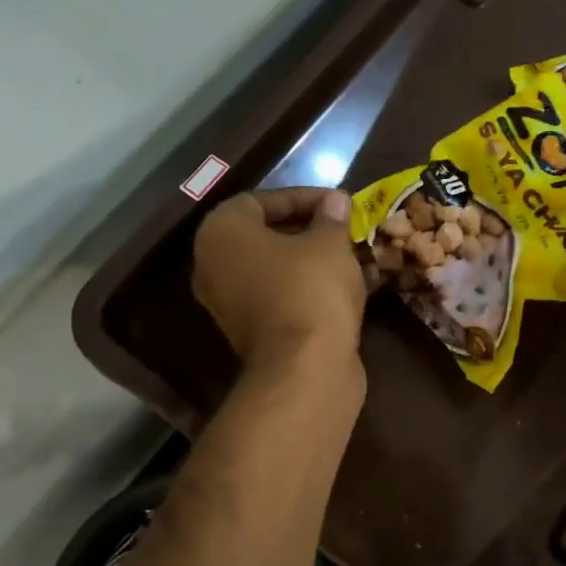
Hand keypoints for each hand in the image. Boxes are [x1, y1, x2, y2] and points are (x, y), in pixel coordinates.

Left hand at [192, 187, 367, 371]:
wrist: (305, 369)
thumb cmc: (311, 290)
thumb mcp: (329, 244)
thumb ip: (331, 218)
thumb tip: (336, 200)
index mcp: (221, 234)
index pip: (260, 200)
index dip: (302, 197)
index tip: (338, 202)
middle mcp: (214, 266)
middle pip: (264, 236)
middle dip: (307, 230)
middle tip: (343, 228)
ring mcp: (230, 304)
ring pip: (275, 270)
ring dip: (312, 261)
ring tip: (351, 255)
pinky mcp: (253, 333)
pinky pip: (281, 297)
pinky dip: (308, 289)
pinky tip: (346, 286)